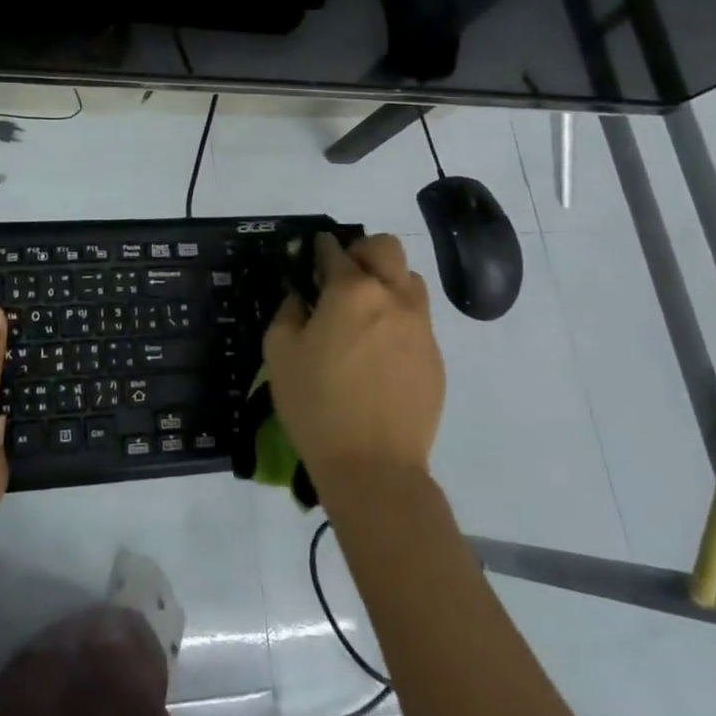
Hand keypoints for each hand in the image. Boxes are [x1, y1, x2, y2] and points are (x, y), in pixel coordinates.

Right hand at [263, 233, 444, 490]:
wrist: (374, 468)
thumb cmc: (316, 405)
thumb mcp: (280, 354)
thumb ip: (287, 312)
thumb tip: (299, 297)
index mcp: (351, 291)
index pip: (334, 250)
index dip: (319, 248)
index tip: (311, 254)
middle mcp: (392, 297)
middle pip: (385, 247)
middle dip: (362, 252)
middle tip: (342, 276)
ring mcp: (420, 327)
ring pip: (410, 279)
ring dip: (387, 281)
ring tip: (366, 311)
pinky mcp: (435, 357)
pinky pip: (419, 319)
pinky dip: (399, 318)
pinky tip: (380, 349)